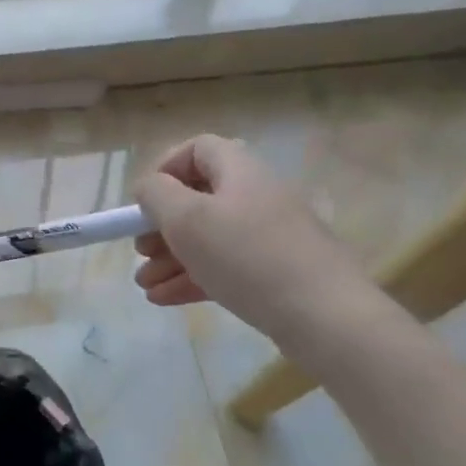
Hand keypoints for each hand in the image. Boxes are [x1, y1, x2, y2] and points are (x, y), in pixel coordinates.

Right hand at [132, 134, 363, 331]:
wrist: (324, 317)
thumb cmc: (246, 256)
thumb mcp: (187, 219)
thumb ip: (157, 194)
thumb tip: (150, 187)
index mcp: (240, 171)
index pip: (198, 149)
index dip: (165, 168)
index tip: (145, 201)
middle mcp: (256, 196)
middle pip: (199, 198)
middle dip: (161, 225)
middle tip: (141, 251)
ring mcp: (269, 236)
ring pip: (209, 238)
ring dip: (171, 257)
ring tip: (144, 285)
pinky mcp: (275, 272)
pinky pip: (225, 266)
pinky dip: (193, 277)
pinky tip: (164, 299)